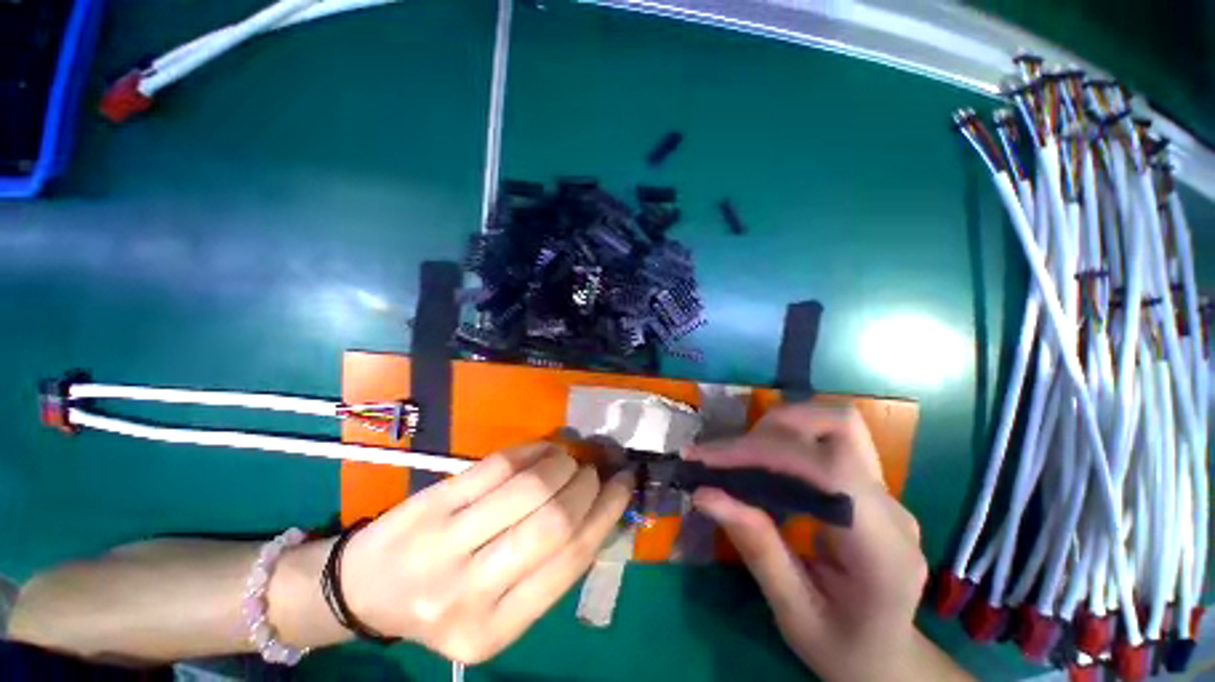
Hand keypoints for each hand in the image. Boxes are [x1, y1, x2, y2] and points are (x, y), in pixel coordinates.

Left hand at [338, 443, 633, 663]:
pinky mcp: (432, 504)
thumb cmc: (443, 602)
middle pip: (553, 523)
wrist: (363, 592)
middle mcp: (470, 592)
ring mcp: (445, 544)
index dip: (606, 514)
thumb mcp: (498, 608)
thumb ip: (548, 566)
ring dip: (561, 463)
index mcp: (496, 630)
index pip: (570, 561)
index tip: (624, 484)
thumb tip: (598, 508)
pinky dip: (531, 450)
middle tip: (593, 470)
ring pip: (528, 487)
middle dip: (585, 486)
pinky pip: (497, 465)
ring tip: (568, 459)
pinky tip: (542, 449)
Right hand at [687, 404, 965, 681]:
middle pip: (839, 427)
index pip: (829, 470)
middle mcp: (891, 507)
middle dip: (772, 428)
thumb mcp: (795, 615)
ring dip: (779, 427)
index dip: (764, 452)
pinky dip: (785, 439)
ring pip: (834, 424)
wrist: (889, 660)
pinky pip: (825, 441)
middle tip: (725, 456)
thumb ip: (757, 550)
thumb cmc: (845, 650)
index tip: (709, 459)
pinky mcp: (867, 486)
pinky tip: (760, 463)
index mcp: (884, 549)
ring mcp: (884, 492)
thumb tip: (705, 493)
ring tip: (740, 456)